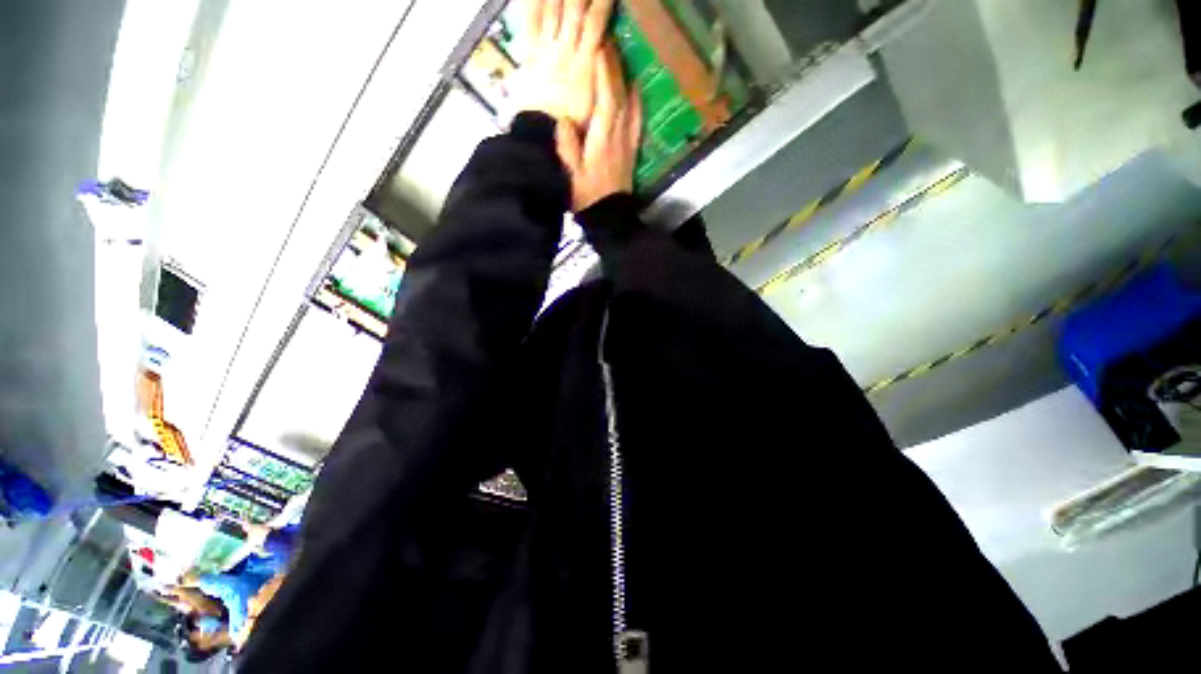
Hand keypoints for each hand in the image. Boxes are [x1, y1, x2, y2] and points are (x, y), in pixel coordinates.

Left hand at [519, 0, 614, 126]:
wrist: (543, 132)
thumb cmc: (572, 124)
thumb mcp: (594, 104)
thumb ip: (601, 77)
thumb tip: (606, 51)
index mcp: (585, 62)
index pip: (596, 21)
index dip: (602, 2)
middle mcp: (566, 47)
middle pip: (576, 7)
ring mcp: (546, 47)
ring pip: (553, 7)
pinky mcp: (530, 51)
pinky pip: (532, 18)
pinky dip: (534, 1)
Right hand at [556, 44, 642, 211]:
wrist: (609, 217)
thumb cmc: (587, 197)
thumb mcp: (570, 175)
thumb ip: (567, 147)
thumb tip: (562, 119)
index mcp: (602, 138)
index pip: (606, 97)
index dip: (604, 71)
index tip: (598, 48)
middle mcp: (619, 134)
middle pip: (620, 94)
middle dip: (614, 67)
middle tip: (606, 43)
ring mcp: (628, 141)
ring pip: (631, 103)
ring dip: (625, 78)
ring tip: (618, 57)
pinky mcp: (632, 149)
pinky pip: (638, 119)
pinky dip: (637, 100)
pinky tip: (635, 88)